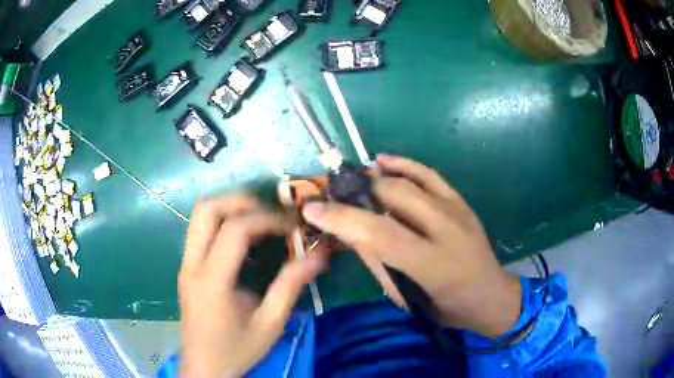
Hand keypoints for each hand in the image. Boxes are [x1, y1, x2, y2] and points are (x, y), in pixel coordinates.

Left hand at [179, 195, 326, 377]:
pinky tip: (243, 237)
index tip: (292, 224)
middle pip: (206, 209)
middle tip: (271, 211)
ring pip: (199, 215)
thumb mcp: (270, 324)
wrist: (204, 368)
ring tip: (260, 218)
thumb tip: (319, 255)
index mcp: (212, 281)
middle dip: (241, 200)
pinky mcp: (186, 268)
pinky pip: (199, 230)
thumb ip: (291, 286)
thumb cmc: (237, 350)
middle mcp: (192, 265)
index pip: (235, 229)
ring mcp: (185, 264)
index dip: (267, 218)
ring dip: (229, 207)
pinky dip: (222, 221)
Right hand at [302, 155, 521, 337]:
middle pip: (393, 195)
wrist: (490, 295)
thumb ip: (378, 263)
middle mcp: (447, 229)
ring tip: (352, 181)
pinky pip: (429, 174)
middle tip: (333, 197)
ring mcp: (457, 210)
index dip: (342, 218)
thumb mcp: (407, 298)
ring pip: (409, 180)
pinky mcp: (461, 201)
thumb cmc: (447, 307)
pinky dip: (403, 164)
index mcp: (433, 263)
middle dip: (356, 193)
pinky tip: (382, 161)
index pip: (379, 232)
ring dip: (375, 177)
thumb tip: (349, 232)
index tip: (312, 209)